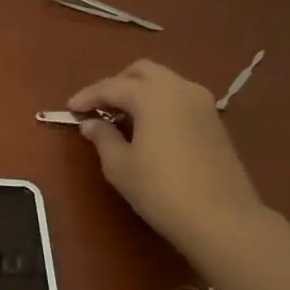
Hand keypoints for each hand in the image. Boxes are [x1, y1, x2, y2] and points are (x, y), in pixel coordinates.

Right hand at [68, 59, 267, 257]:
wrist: (220, 217)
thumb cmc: (159, 189)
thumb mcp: (119, 166)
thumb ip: (102, 137)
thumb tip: (91, 123)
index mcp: (153, 95)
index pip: (112, 86)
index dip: (87, 96)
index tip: (69, 109)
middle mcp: (180, 89)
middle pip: (142, 72)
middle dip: (116, 84)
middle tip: (98, 107)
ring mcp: (202, 103)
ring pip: (164, 82)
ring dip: (139, 92)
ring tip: (120, 117)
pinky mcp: (214, 120)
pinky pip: (179, 98)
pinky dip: (158, 103)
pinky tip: (147, 127)